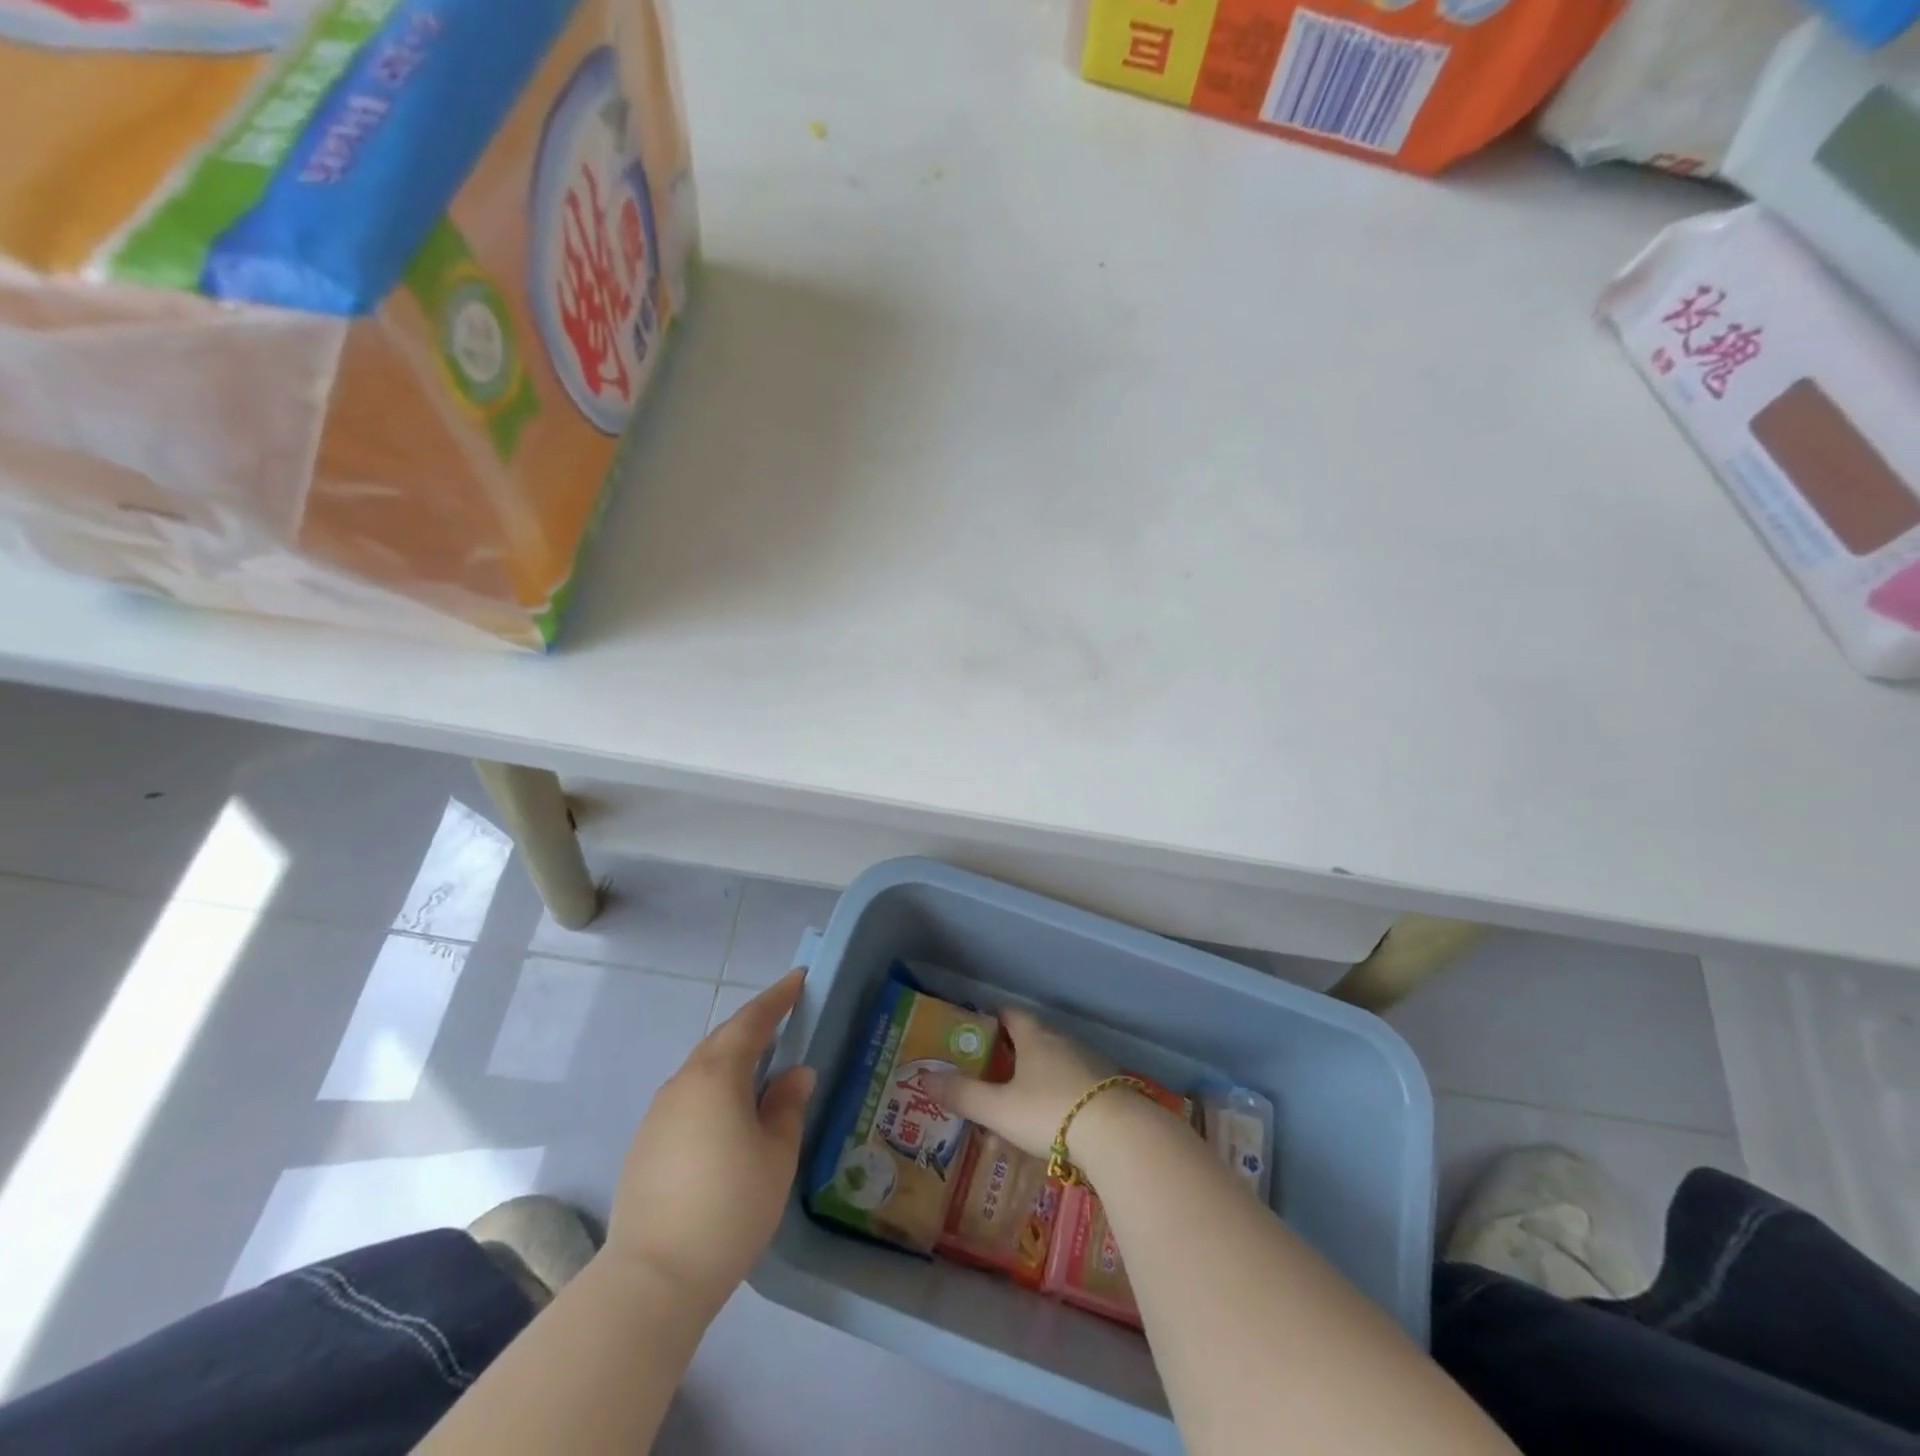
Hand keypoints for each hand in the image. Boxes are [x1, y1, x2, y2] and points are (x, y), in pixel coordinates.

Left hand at [604, 969, 815, 1309]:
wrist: (652, 1278)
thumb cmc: (729, 1208)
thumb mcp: (776, 1155)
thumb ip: (788, 1106)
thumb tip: (796, 1074)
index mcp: (718, 1075)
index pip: (752, 1021)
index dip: (778, 998)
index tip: (799, 979)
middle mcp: (684, 1082)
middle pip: (723, 1039)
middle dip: (755, 1023)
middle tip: (784, 1017)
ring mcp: (659, 1112)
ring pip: (702, 1067)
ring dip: (732, 1056)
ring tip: (761, 1064)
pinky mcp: (646, 1142)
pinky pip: (688, 1095)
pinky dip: (714, 1086)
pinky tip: (727, 1112)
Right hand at [932, 1007, 1114, 1162]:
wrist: (1118, 1134)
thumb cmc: (1050, 1111)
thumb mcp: (999, 1109)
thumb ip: (963, 1095)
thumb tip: (925, 1078)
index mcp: (1034, 1036)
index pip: (1010, 1014)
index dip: (992, 1018)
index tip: (978, 1027)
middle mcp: (1062, 1040)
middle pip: (1033, 1037)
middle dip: (1013, 1051)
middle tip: (992, 1070)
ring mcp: (1089, 1061)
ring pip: (1055, 1061)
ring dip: (1037, 1075)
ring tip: (1019, 1101)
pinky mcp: (1108, 1086)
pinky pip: (1075, 1082)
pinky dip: (1060, 1093)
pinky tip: (1054, 1119)